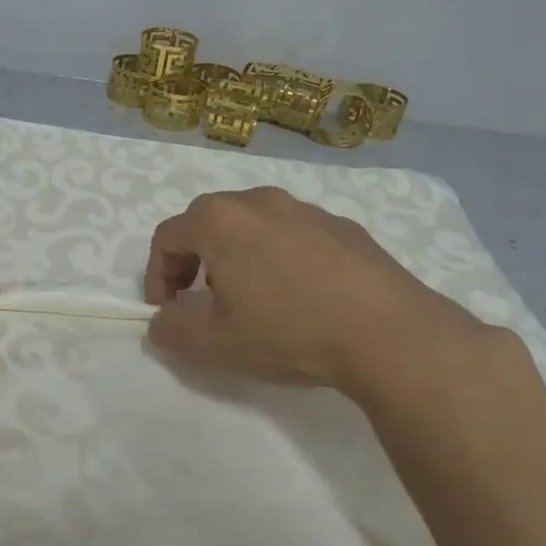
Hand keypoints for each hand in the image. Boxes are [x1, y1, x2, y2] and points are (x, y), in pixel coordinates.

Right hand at [143, 187, 500, 403]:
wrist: (388, 333)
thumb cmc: (287, 331)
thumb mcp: (213, 344)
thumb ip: (171, 329)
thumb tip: (164, 320)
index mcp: (219, 221)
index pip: (166, 237)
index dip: (157, 277)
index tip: (168, 313)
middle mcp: (258, 201)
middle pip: (207, 223)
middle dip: (194, 263)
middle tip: (203, 303)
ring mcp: (306, 209)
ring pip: (253, 226)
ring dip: (238, 258)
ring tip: (254, 301)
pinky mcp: (344, 226)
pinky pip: (294, 235)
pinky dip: (280, 258)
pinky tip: (301, 298)